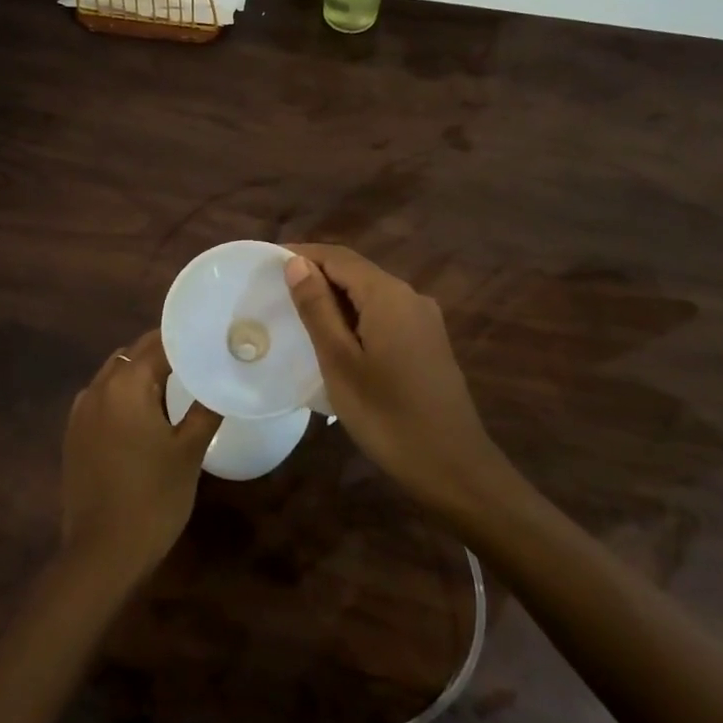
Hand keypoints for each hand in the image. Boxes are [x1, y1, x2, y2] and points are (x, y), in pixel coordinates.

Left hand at [59, 328, 221, 588]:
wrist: (102, 554)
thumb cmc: (152, 499)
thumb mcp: (189, 452)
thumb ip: (205, 409)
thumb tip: (221, 379)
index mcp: (126, 385)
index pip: (158, 344)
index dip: (185, 338)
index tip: (209, 336)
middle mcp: (98, 387)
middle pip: (134, 354)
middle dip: (164, 351)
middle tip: (198, 357)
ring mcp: (81, 411)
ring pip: (116, 373)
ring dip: (142, 372)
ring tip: (176, 382)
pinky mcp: (74, 433)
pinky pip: (102, 397)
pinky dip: (124, 393)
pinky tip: (145, 412)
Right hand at [283, 243, 509, 518]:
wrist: (454, 468)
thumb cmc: (387, 415)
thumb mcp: (339, 361)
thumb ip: (317, 308)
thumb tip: (296, 263)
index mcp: (388, 295)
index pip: (338, 257)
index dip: (303, 254)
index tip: (268, 264)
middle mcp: (410, 296)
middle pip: (356, 272)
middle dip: (317, 275)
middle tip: (277, 292)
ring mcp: (424, 320)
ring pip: (371, 294)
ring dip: (336, 298)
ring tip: (300, 315)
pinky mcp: (429, 343)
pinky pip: (385, 314)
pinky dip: (356, 317)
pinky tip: (338, 340)